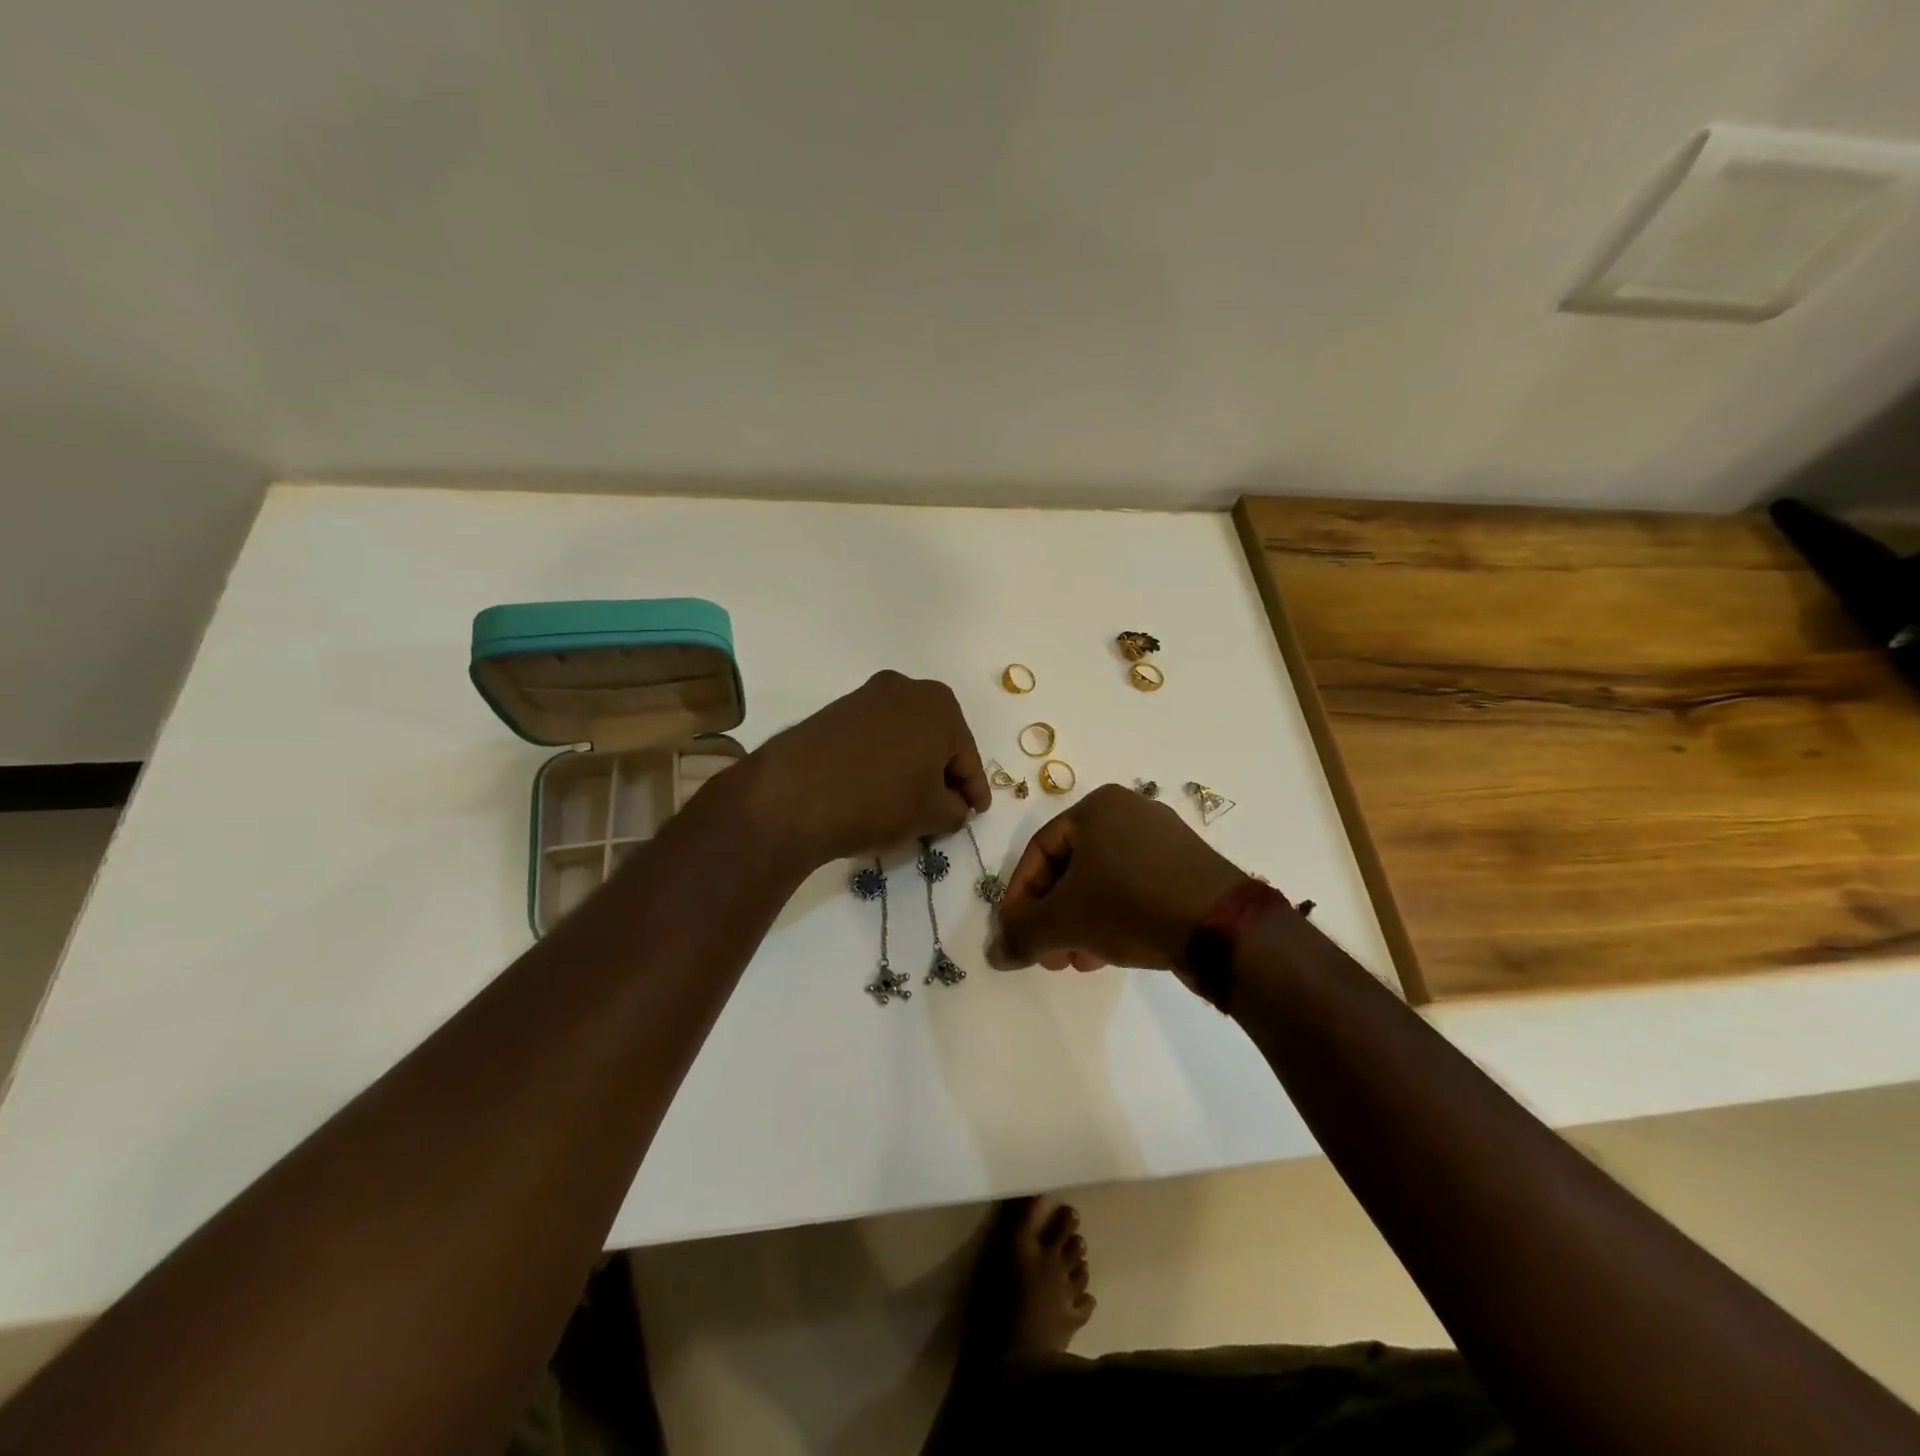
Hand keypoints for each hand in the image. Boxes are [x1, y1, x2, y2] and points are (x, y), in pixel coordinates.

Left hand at [746, 671, 989, 867]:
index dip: (974, 790)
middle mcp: (904, 689)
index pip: (967, 757)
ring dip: (911, 768)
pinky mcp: (833, 713)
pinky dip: (882, 763)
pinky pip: (873, 740)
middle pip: (936, 741)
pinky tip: (877, 791)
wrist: (793, 796)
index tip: (977, 812)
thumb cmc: (879, 800)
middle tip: (945, 810)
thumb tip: (955, 806)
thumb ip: (956, 809)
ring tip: (909, 805)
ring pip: (904, 739)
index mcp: (939, 705)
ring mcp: (864, 697)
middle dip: (942, 775)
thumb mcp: (931, 814)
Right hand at [988, 783, 1248, 973]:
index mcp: (1096, 807)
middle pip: (1071, 869)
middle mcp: (1129, 812)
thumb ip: (1022, 934)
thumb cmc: (1130, 904)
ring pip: (1103, 882)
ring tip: (1078, 961)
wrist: (1221, 926)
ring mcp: (1163, 839)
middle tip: (1048, 955)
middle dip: (1053, 916)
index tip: (1015, 935)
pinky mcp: (1188, 867)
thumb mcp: (1064, 920)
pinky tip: (1110, 953)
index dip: (1020, 897)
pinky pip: (1135, 888)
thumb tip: (994, 955)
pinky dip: (1114, 917)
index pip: (1039, 851)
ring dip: (1081, 923)